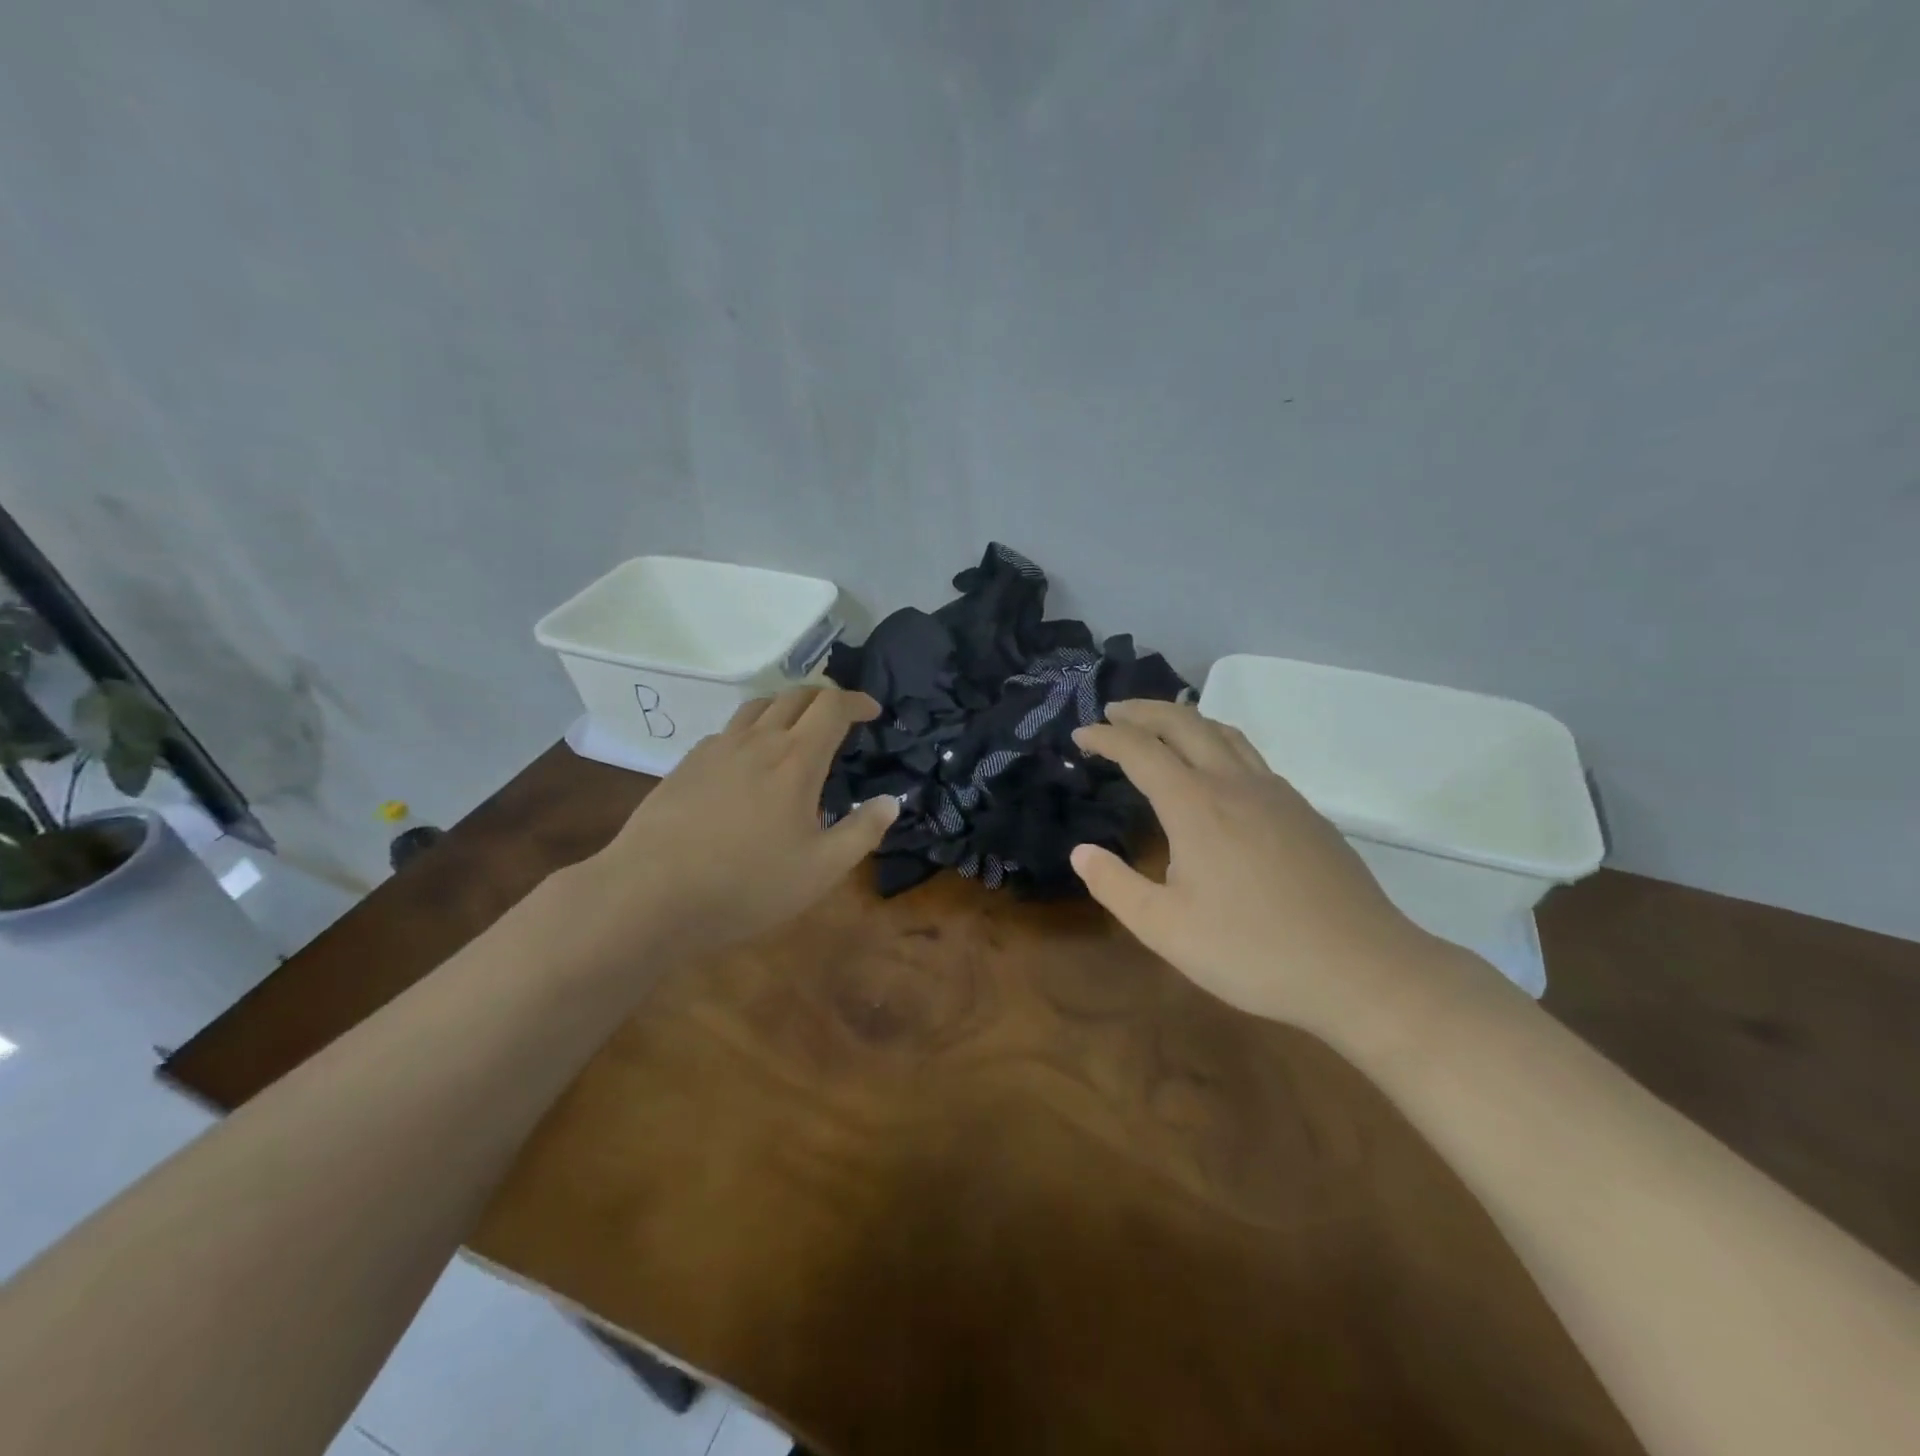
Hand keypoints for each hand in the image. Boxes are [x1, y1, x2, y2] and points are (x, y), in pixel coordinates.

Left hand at [573, 687, 897, 963]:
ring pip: (757, 706)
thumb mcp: (820, 870)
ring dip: (785, 706)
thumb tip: (890, 801)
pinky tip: (747, 761)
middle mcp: (757, 741)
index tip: (872, 711)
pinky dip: (750, 730)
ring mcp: (716, 749)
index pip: (832, 706)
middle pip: (795, 695)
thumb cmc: (746, 883)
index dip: (857, 701)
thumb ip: (861, 832)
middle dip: (824, 697)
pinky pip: (727, 731)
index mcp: (796, 759)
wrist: (649, 893)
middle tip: (839, 716)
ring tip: (796, 728)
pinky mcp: (686, 764)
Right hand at [1072, 700, 1477, 1046]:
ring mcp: (1276, 794)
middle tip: (1114, 713)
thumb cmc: (1253, 951)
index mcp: (1196, 805)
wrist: (1361, 970)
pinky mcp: (1304, 812)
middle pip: (1184, 723)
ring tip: (1160, 726)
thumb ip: (1115, 886)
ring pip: (1224, 733)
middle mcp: (1235, 784)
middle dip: (1143, 711)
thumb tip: (1081, 852)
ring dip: (1184, 719)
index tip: (1080, 737)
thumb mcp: (1165, 929)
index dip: (1105, 738)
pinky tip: (1217, 772)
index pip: (1140, 751)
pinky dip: (1218, 743)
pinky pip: (1251, 757)